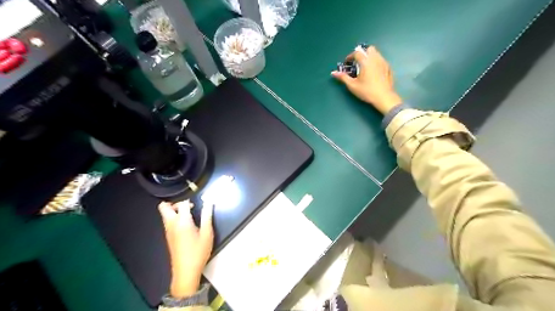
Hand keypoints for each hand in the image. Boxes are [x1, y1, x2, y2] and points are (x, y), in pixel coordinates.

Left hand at [161, 200, 213, 296]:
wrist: (186, 272)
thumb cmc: (198, 251)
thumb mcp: (207, 233)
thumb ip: (207, 216)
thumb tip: (208, 202)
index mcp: (182, 221)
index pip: (182, 204)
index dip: (190, 201)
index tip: (198, 204)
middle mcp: (171, 224)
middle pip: (164, 207)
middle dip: (175, 203)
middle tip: (188, 206)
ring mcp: (168, 231)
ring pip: (165, 215)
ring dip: (174, 210)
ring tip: (190, 215)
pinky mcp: (168, 237)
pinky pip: (168, 222)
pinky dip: (174, 218)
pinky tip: (187, 225)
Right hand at [331, 45, 401, 114]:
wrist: (384, 97)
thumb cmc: (367, 91)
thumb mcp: (352, 85)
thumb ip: (343, 77)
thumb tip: (333, 73)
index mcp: (366, 62)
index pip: (357, 53)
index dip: (350, 56)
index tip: (347, 63)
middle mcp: (375, 59)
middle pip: (369, 49)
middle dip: (362, 53)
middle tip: (357, 63)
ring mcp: (383, 63)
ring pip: (376, 53)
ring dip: (369, 57)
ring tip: (365, 67)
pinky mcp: (388, 68)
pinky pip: (381, 60)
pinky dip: (375, 62)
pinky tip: (373, 72)